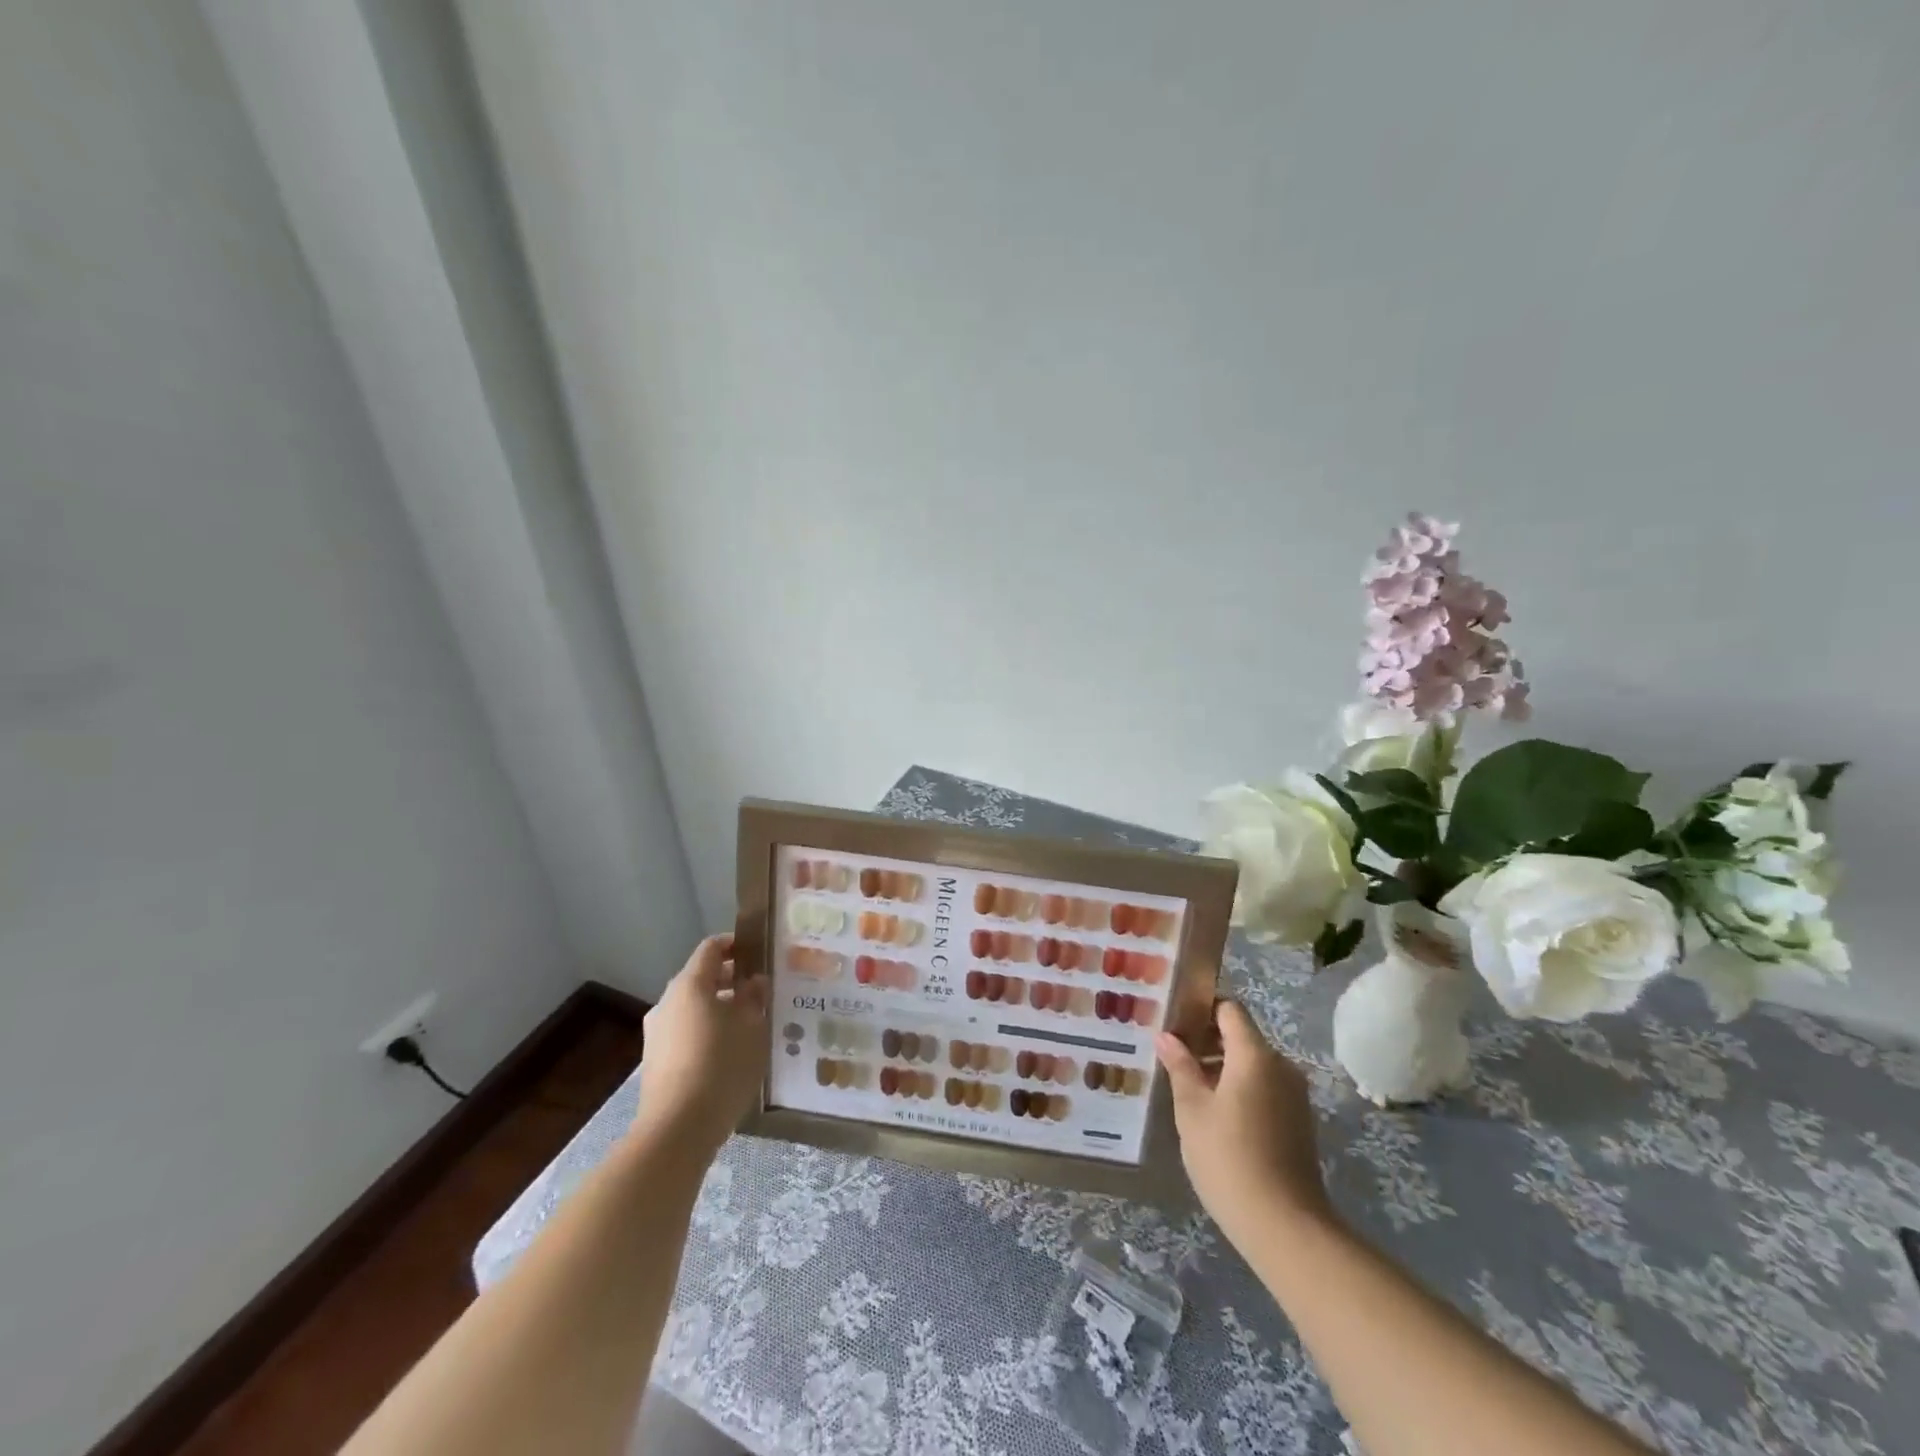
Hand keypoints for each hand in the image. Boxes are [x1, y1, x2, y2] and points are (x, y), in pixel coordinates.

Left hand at [635, 934, 768, 1158]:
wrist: (677, 1130)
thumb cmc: (721, 1066)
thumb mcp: (752, 1027)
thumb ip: (754, 997)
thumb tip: (754, 981)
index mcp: (690, 984)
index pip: (712, 948)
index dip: (736, 944)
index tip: (759, 952)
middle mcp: (668, 1001)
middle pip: (700, 977)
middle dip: (730, 979)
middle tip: (760, 990)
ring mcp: (657, 1033)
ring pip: (692, 1007)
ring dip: (718, 1008)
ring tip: (748, 1024)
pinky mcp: (655, 1061)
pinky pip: (685, 1032)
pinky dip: (706, 1031)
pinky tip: (728, 1052)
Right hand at [1156, 1000, 1334, 1247]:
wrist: (1286, 1227)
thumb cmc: (1229, 1158)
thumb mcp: (1192, 1110)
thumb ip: (1180, 1066)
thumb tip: (1166, 1036)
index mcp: (1255, 1055)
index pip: (1229, 1009)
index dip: (1201, 1007)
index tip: (1173, 1021)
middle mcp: (1281, 1066)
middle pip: (1241, 1036)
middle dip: (1206, 1040)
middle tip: (1171, 1055)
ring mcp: (1294, 1095)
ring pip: (1252, 1064)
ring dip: (1221, 1067)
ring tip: (1187, 1086)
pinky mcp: (1298, 1121)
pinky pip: (1264, 1087)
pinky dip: (1239, 1088)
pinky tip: (1213, 1114)